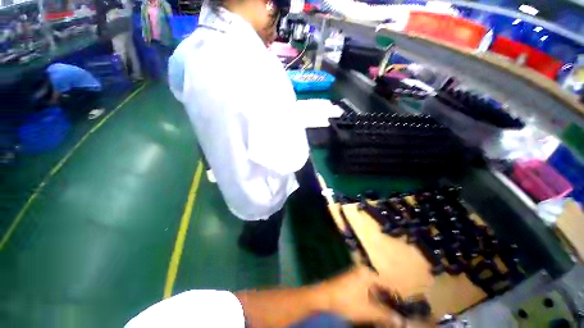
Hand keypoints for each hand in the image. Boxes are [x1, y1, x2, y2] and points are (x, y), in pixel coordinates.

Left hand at [318, 266, 432, 326]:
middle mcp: (363, 272)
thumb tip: (402, 321)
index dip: (397, 299)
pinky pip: (366, 291)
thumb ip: (386, 315)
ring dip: (380, 303)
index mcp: (368, 274)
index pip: (389, 285)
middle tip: (396, 316)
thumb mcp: (368, 310)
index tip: (405, 311)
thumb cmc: (346, 301)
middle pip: (381, 287)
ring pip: (374, 290)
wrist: (323, 297)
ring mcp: (356, 276)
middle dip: (389, 302)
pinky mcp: (351, 282)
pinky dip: (372, 301)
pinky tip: (375, 311)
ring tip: (387, 316)